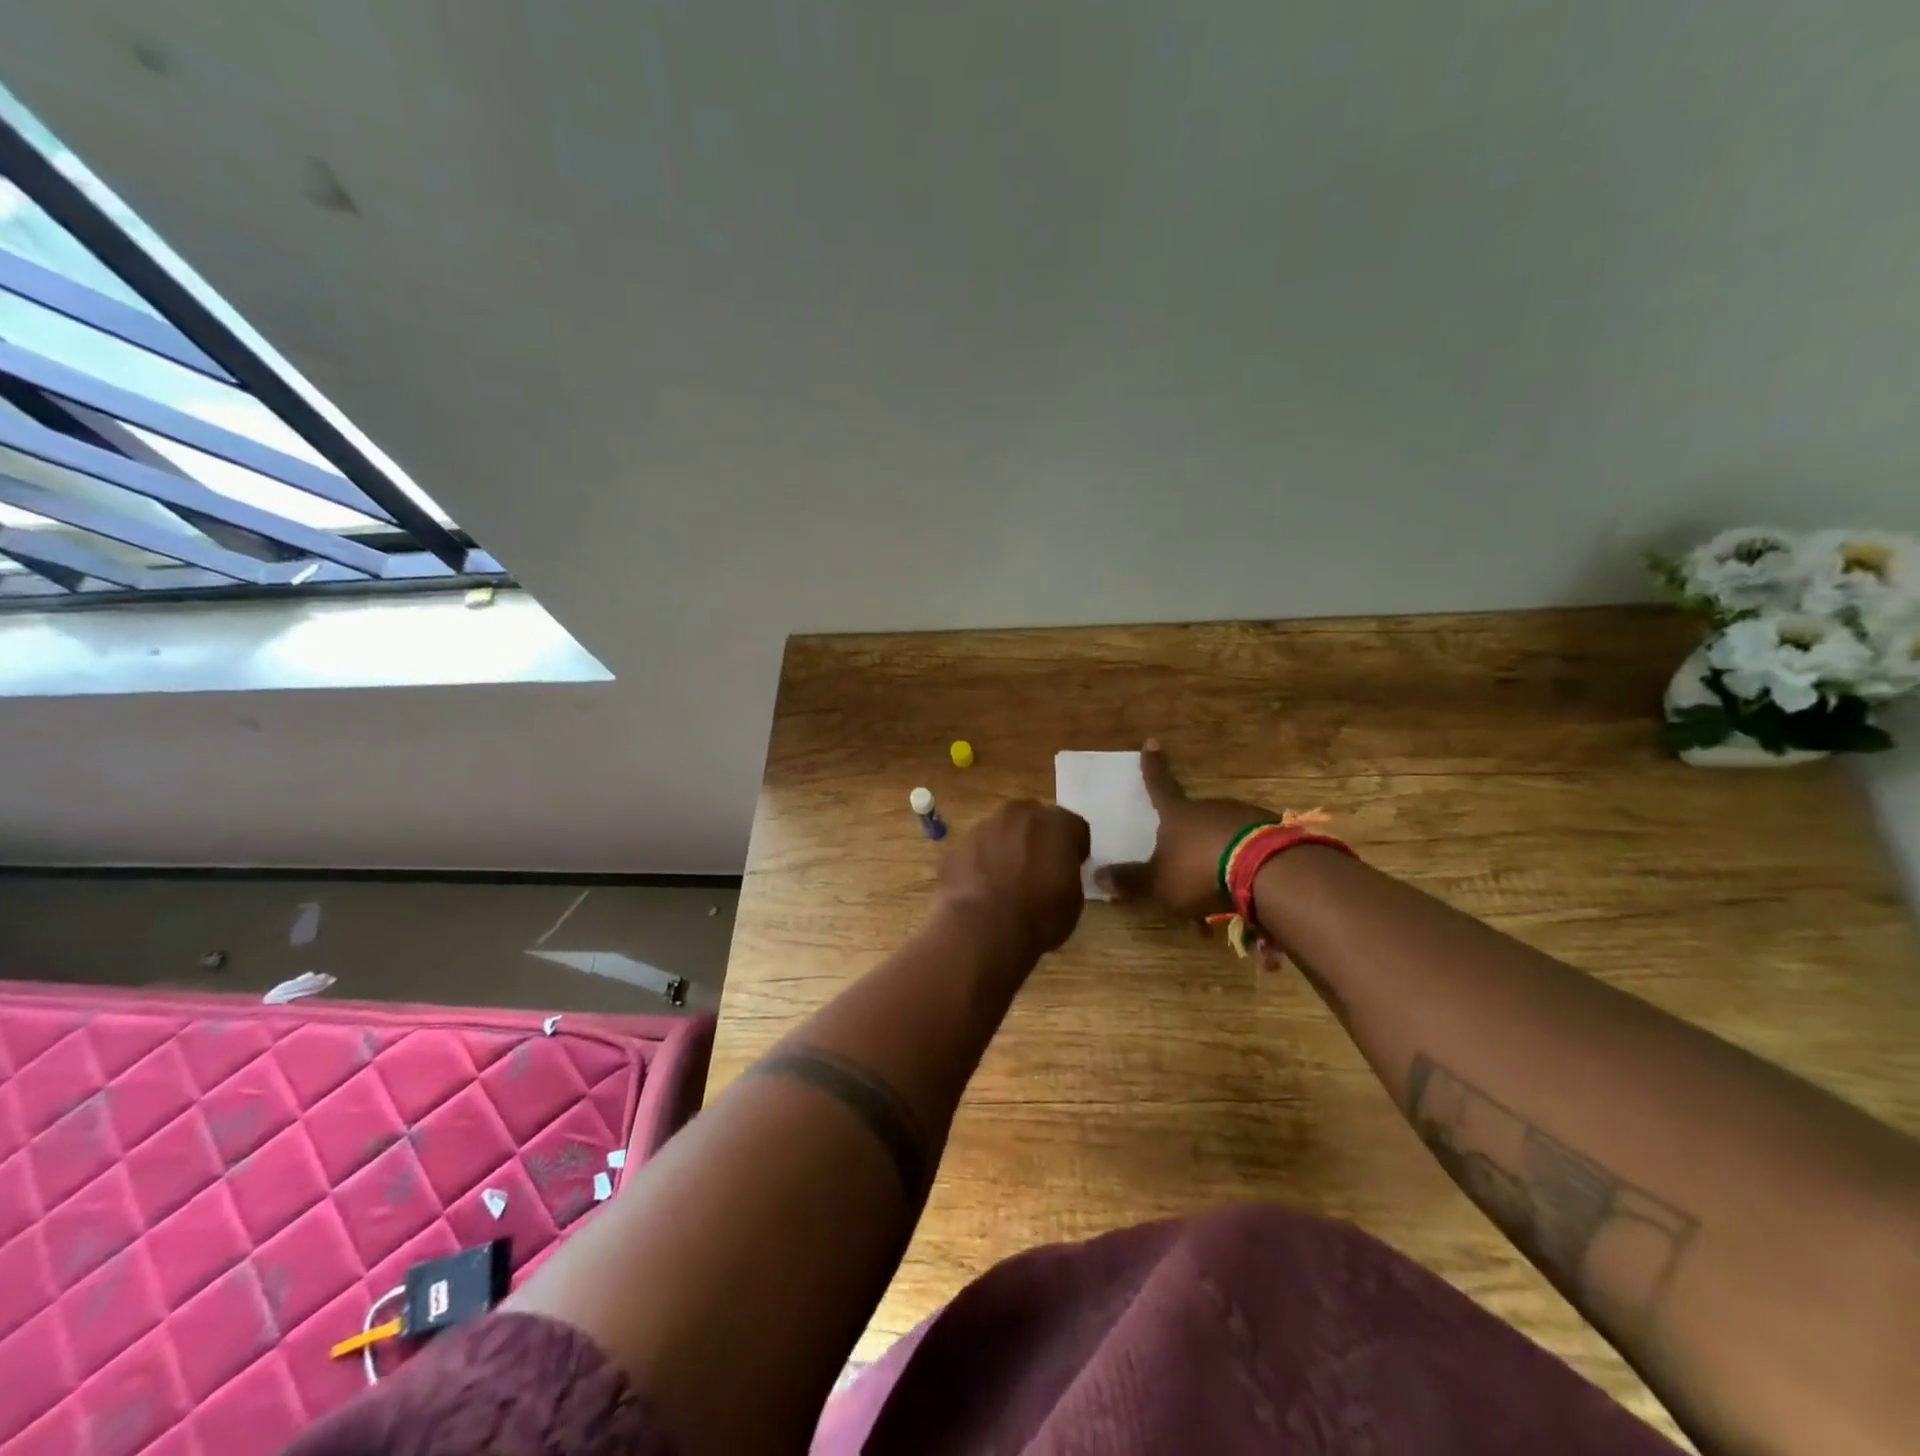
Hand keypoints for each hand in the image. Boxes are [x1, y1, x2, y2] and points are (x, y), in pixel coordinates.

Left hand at [934, 799, 1090, 959]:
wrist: (980, 930)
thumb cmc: (1038, 917)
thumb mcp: (1073, 900)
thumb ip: (1067, 872)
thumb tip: (1056, 871)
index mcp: (1055, 824)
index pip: (1074, 826)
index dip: (1074, 847)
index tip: (1072, 866)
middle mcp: (1018, 815)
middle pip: (1034, 819)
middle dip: (1038, 838)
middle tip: (1039, 868)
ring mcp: (983, 827)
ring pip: (1002, 831)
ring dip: (1007, 848)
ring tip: (1006, 881)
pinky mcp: (958, 846)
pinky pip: (977, 850)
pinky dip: (982, 863)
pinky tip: (982, 890)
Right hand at [1097, 741, 1276, 919]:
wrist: (1266, 870)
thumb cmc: (1199, 870)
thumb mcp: (1158, 882)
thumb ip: (1131, 881)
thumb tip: (1096, 876)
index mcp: (1178, 813)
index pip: (1159, 784)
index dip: (1153, 766)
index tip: (1152, 742)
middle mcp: (1210, 808)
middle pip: (1194, 817)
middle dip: (1189, 836)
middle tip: (1185, 865)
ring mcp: (1244, 817)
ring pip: (1223, 836)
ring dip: (1216, 858)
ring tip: (1216, 893)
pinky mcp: (1273, 834)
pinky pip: (1250, 849)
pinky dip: (1243, 868)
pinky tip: (1244, 894)